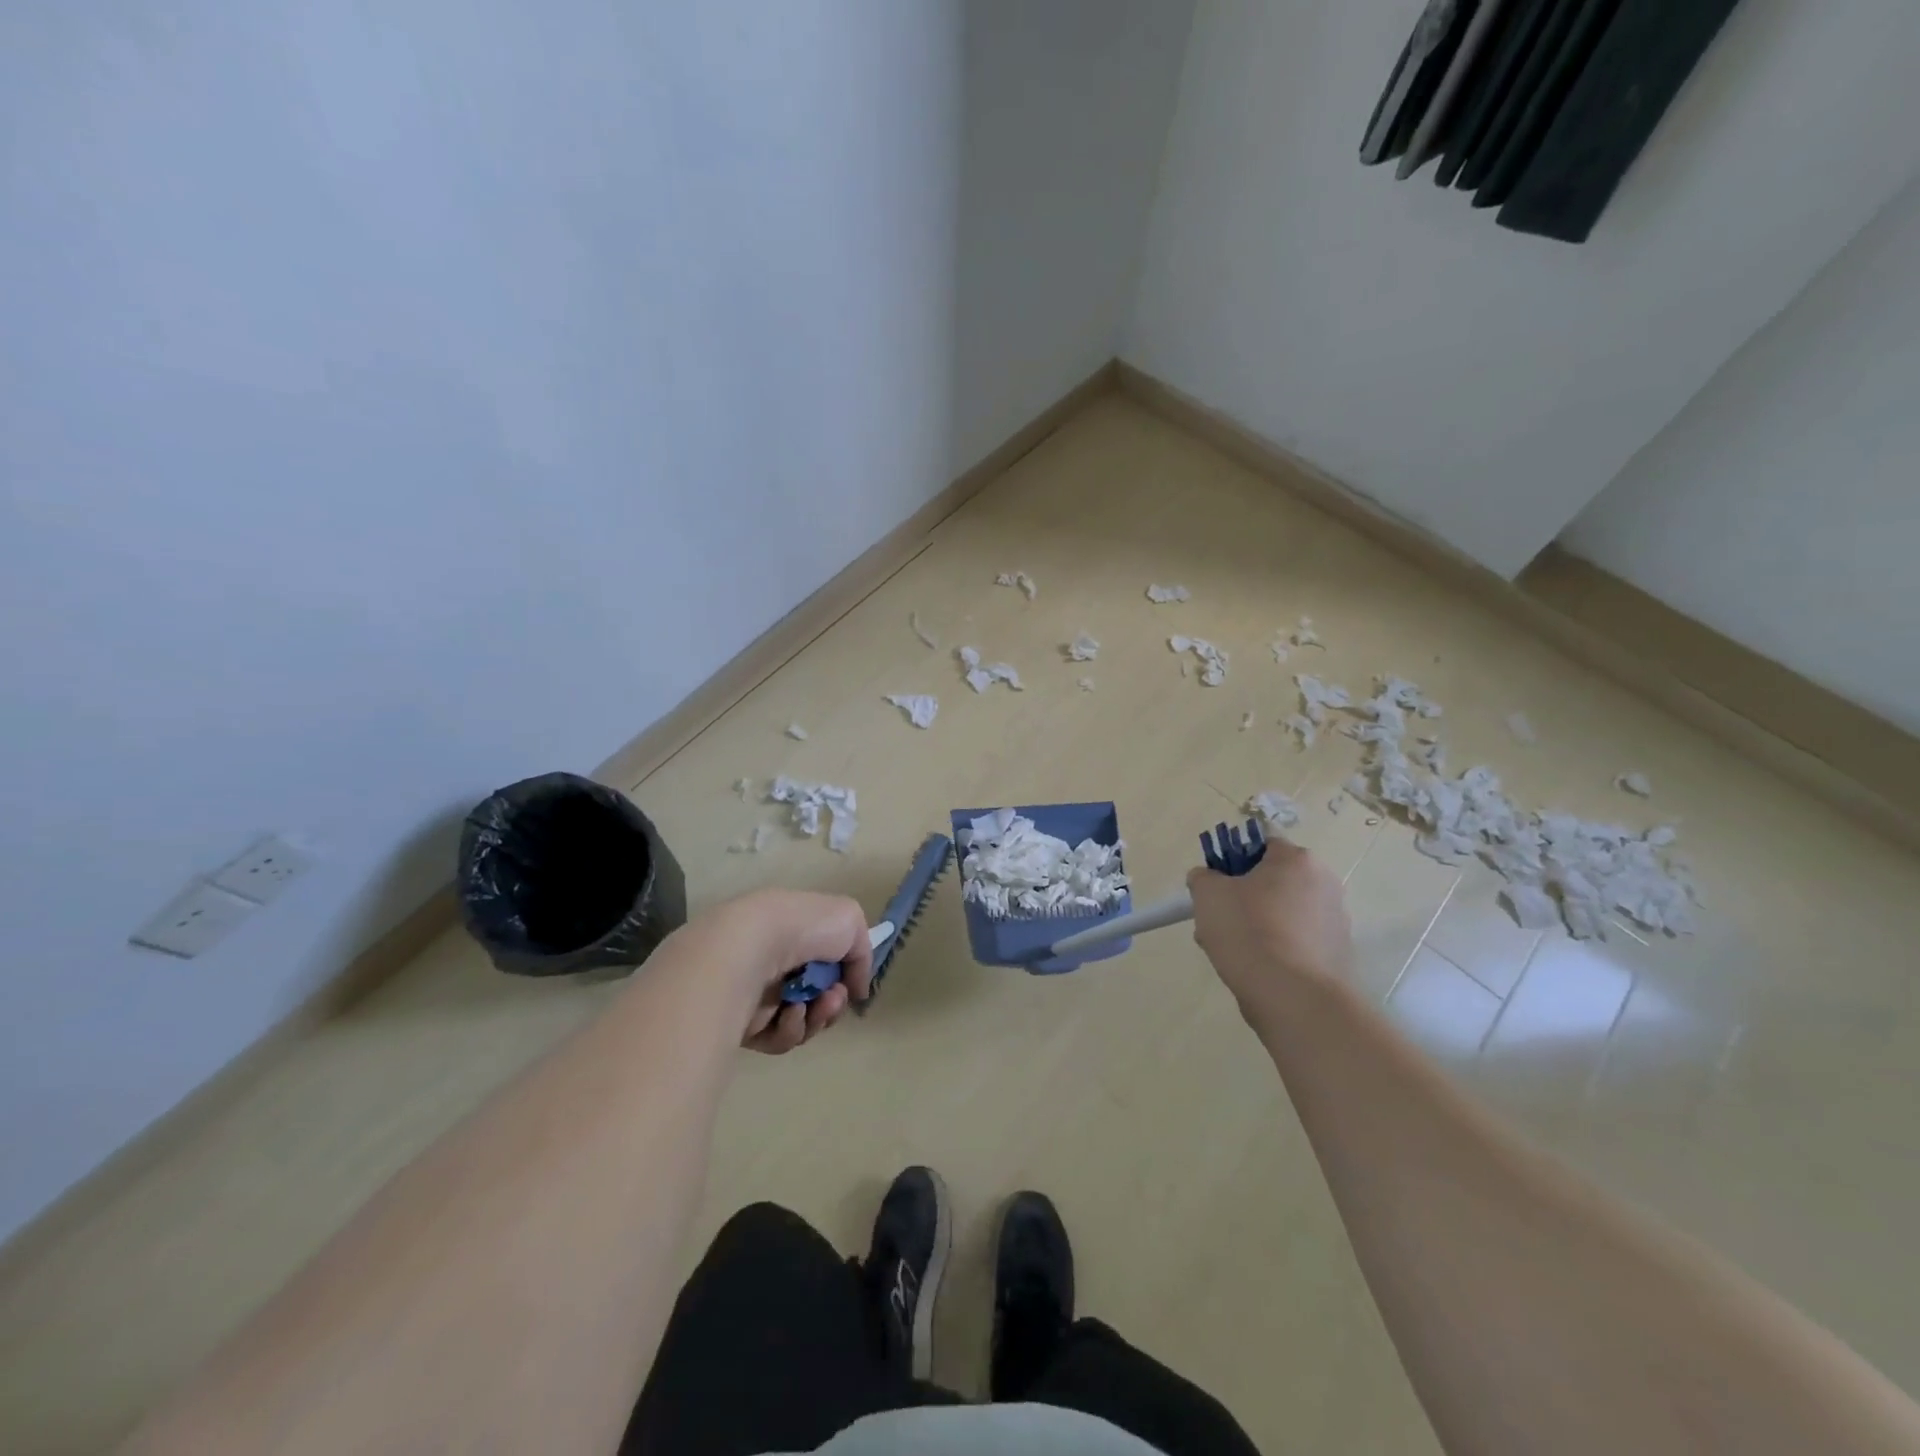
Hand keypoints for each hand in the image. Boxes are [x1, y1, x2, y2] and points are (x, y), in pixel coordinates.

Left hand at [668, 888, 874, 1054]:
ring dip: (818, 1016)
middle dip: (833, 1003)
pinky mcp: (744, 1024)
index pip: (823, 962)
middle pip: (816, 996)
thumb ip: (862, 954)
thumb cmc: (804, 927)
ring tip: (815, 1005)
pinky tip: (790, 1012)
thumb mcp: (851, 920)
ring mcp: (759, 994)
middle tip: (834, 999)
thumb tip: (856, 988)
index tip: (850, 983)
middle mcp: (776, 962)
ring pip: (802, 1020)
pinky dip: (791, 1027)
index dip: (843, 976)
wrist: (754, 946)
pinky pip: (779, 1037)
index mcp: (794, 933)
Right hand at [1187, 834, 1353, 1026]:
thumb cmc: (1249, 932)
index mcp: (1297, 860)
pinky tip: (1257, 970)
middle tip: (1219, 921)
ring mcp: (1337, 921)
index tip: (1216, 887)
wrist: (1294, 998)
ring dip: (1258, 925)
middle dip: (1244, 899)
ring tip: (1233, 952)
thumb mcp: (1208, 895)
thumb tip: (1208, 879)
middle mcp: (1325, 883)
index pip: (1260, 845)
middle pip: (1272, 882)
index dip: (1233, 862)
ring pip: (1283, 914)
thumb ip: (1203, 877)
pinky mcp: (1339, 955)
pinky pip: (1297, 942)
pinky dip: (1277, 950)